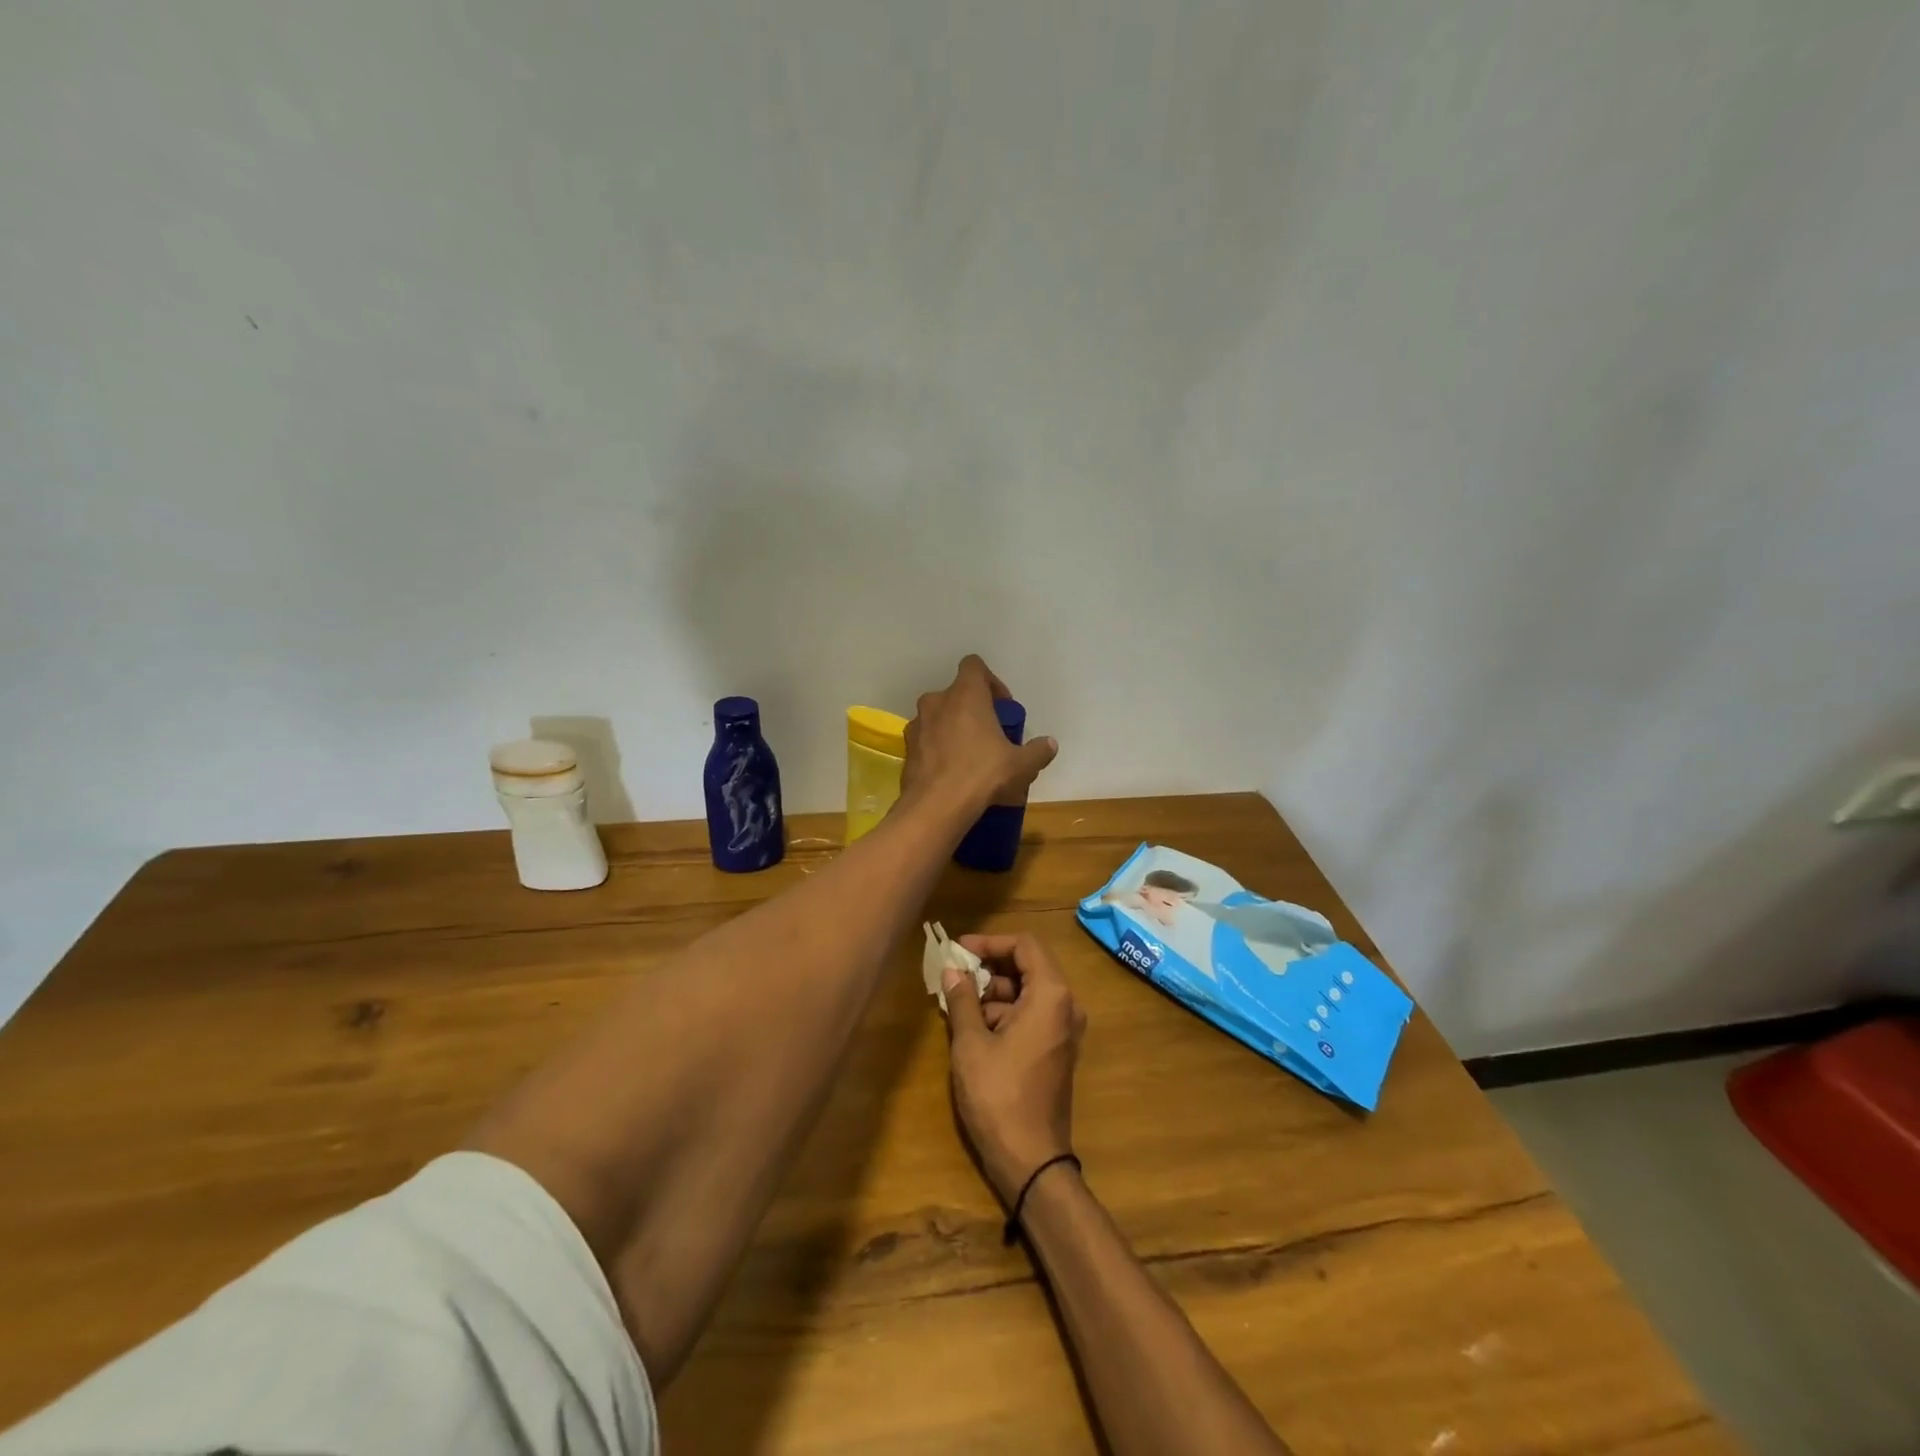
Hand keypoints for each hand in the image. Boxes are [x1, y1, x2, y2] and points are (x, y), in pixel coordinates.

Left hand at [900, 656, 1058, 818]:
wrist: (936, 807)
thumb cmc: (982, 774)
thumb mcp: (1021, 765)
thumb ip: (1038, 751)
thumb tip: (1050, 744)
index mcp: (965, 694)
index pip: (974, 665)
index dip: (990, 682)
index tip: (1001, 708)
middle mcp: (936, 701)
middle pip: (957, 694)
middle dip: (973, 710)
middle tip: (990, 735)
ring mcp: (917, 724)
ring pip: (939, 716)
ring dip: (954, 728)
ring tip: (970, 756)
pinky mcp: (907, 748)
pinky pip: (926, 739)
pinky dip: (938, 747)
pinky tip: (951, 772)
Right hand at [942, 933, 1086, 1203]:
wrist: (1031, 1160)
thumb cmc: (999, 1095)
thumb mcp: (971, 1044)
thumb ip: (962, 999)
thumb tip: (952, 969)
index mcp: (1051, 995)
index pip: (1024, 945)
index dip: (991, 942)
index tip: (959, 950)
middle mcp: (1066, 1006)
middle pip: (1028, 966)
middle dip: (990, 967)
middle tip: (955, 975)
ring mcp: (1065, 1030)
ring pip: (1028, 992)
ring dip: (994, 992)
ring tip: (958, 1004)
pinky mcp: (1058, 1050)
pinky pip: (1033, 1015)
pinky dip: (1006, 1013)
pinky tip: (974, 1027)